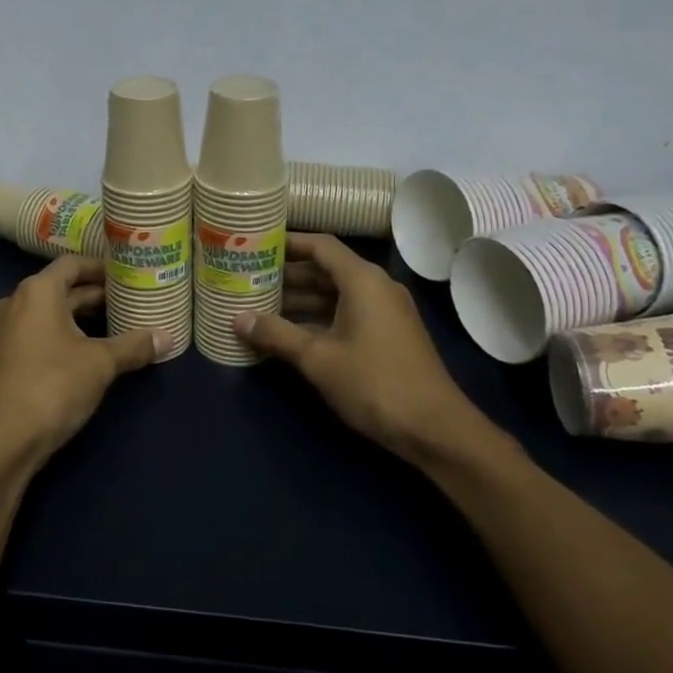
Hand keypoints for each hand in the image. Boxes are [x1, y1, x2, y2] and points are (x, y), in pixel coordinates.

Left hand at [0, 254, 168, 471]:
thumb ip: (134, 346)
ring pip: (47, 314)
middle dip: (94, 297)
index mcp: (37, 292)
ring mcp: (1, 331)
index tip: (127, 276)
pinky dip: (59, 336)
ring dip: (78, 319)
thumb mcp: (101, 364)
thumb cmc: (54, 386)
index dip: (101, 268)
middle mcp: (14, 302)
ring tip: (113, 328)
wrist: (3, 441)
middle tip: (129, 304)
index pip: (72, 264)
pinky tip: (84, 355)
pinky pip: (34, 334)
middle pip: (60, 289)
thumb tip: (167, 337)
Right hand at [236, 234, 514, 469]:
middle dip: (287, 276)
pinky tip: (288, 334)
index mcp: (362, 280)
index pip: (320, 246)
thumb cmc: (374, 383)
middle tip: (248, 281)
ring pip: (334, 295)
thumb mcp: (318, 359)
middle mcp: (376, 287)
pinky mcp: (387, 335)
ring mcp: (384, 312)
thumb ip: (276, 334)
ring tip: (259, 307)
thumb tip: (237, 319)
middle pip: (325, 269)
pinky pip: (345, 314)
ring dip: (299, 301)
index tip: (255, 247)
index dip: (287, 243)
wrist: (434, 429)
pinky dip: (318, 319)